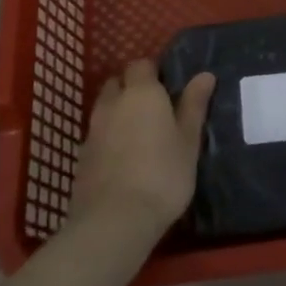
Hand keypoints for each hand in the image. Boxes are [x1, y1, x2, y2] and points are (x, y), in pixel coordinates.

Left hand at [71, 61, 214, 234]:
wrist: (114, 221)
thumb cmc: (163, 175)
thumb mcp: (188, 141)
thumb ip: (194, 105)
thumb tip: (205, 74)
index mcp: (142, 92)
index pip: (142, 65)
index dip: (153, 72)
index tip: (168, 88)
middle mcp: (113, 103)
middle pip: (118, 82)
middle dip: (131, 88)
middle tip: (153, 110)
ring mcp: (93, 129)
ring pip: (104, 108)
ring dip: (117, 113)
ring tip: (137, 135)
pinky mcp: (80, 157)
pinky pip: (96, 135)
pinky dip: (107, 138)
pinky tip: (121, 159)